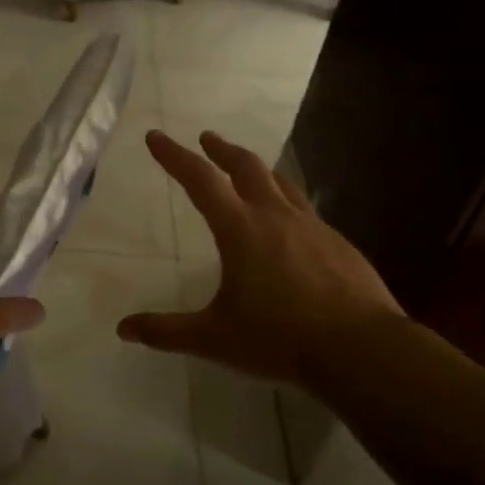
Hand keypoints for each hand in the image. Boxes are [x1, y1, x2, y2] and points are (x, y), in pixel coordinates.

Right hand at [119, 131, 405, 389]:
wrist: (360, 348)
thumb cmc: (280, 339)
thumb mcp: (215, 339)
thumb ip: (167, 332)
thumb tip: (123, 329)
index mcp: (241, 230)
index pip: (200, 180)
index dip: (174, 156)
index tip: (156, 136)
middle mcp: (276, 216)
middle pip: (245, 167)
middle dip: (221, 150)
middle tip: (207, 139)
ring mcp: (312, 226)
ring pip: (280, 182)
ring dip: (257, 169)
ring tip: (247, 169)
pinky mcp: (337, 242)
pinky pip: (305, 208)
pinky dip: (286, 200)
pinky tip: (289, 221)